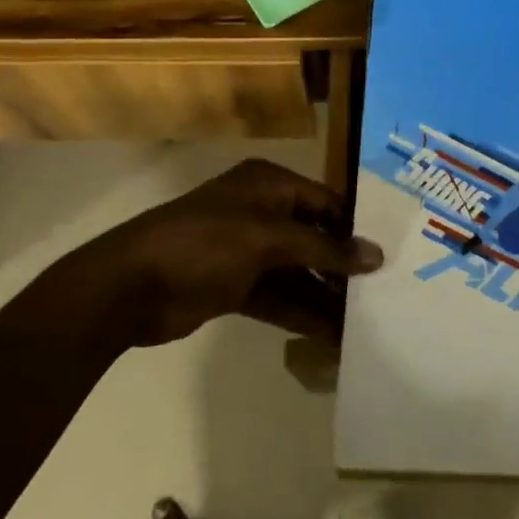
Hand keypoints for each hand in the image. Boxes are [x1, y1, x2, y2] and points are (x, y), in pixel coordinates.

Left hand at [57, 159, 382, 348]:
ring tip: (363, 321)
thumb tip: (376, 256)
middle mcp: (260, 212)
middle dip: (342, 265)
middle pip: (313, 237)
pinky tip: (331, 335)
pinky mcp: (234, 286)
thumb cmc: (203, 243)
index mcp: (268, 184)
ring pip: (298, 271)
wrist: (129, 287)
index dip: (354, 226)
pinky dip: (301, 313)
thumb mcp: (267, 238)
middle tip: (382, 291)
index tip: (389, 253)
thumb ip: (323, 248)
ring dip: (325, 295)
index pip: (324, 201)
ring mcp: (246, 251)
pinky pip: (278, 297)